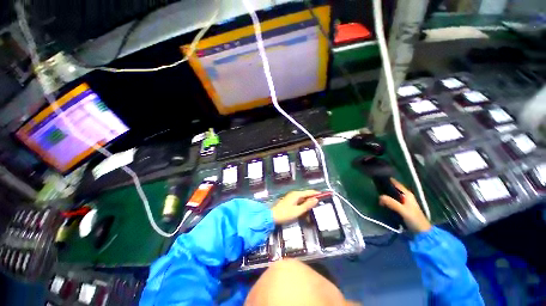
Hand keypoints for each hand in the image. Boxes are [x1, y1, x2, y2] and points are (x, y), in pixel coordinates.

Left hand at [271, 190, 319, 223]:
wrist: (273, 216)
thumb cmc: (286, 214)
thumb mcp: (298, 211)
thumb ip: (307, 205)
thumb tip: (316, 199)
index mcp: (297, 194)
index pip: (309, 192)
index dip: (316, 193)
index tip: (324, 194)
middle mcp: (294, 194)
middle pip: (306, 194)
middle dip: (313, 198)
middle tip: (321, 201)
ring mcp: (291, 197)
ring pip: (303, 198)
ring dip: (308, 201)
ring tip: (314, 205)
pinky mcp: (290, 201)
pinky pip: (299, 200)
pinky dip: (304, 203)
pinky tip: (306, 208)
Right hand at [379, 178, 431, 232]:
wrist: (421, 232)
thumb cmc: (414, 219)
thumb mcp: (403, 210)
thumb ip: (392, 203)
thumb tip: (380, 196)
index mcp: (407, 194)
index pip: (396, 183)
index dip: (387, 180)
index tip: (377, 178)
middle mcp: (405, 196)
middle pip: (392, 189)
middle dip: (383, 188)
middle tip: (373, 187)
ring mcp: (402, 202)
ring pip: (391, 195)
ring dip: (384, 195)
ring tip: (374, 193)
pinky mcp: (400, 208)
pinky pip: (391, 201)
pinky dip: (386, 201)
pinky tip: (380, 202)